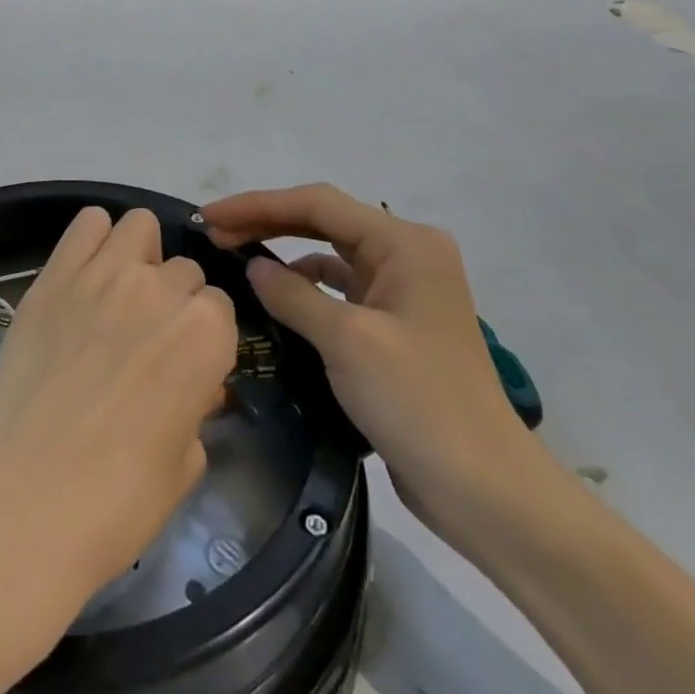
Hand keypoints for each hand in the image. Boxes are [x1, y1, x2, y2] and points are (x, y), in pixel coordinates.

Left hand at [0, 206, 238, 605]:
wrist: (22, 500)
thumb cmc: (116, 502)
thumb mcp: (183, 464)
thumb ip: (196, 409)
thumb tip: (192, 389)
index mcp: (206, 334)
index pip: (219, 308)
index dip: (203, 339)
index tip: (185, 365)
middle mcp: (161, 289)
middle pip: (182, 270)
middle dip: (173, 300)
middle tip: (145, 341)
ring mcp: (103, 274)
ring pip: (138, 226)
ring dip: (139, 255)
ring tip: (119, 295)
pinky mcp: (53, 274)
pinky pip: (86, 224)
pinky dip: (93, 239)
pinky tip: (84, 275)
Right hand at [202, 185, 545, 546]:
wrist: (484, 489)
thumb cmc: (417, 401)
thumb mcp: (346, 340)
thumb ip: (292, 294)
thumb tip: (252, 267)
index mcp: (404, 244)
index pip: (318, 204)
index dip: (258, 205)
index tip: (210, 216)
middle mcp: (407, 254)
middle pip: (324, 221)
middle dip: (267, 222)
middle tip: (214, 232)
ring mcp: (404, 290)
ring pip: (330, 252)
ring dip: (283, 251)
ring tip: (235, 259)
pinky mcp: (396, 324)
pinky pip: (340, 288)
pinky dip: (305, 286)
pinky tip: (276, 297)